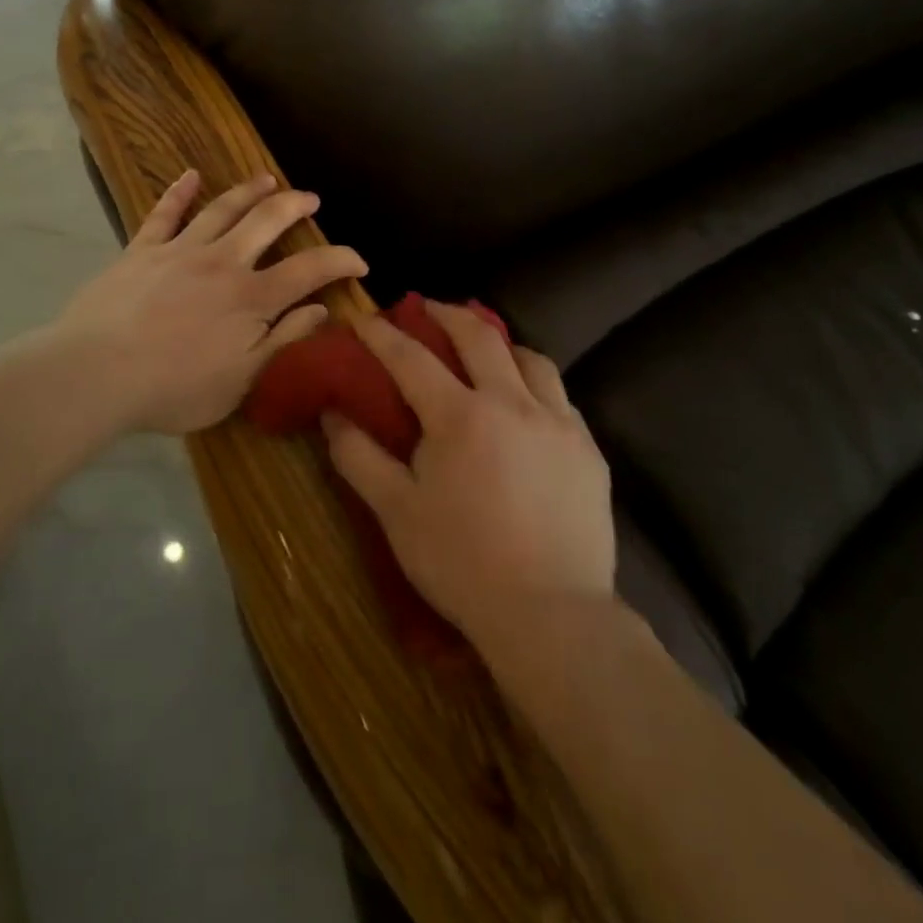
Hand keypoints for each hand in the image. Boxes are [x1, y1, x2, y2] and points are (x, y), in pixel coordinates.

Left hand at [53, 171, 367, 434]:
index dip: (341, 261)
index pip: (309, 270)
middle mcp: (222, 262)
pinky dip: (178, 192)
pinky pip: (163, 213)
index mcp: (252, 298)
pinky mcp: (141, 250)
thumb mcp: (242, 381)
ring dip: (248, 191)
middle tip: (311, 199)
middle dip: (295, 206)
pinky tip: (189, 175)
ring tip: (267, 179)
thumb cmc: (174, 389)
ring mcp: (179, 251)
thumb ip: (284, 341)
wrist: (96, 374)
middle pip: (267, 222)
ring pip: (222, 209)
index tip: (360, 262)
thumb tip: (321, 310)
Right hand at [321, 302, 614, 652]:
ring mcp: (557, 422)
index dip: (382, 335)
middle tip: (428, 308)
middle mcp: (512, 403)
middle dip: (447, 315)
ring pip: (531, 359)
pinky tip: (529, 403)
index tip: (364, 318)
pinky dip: (536, 384)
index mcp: (460, 415)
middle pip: (479, 337)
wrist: (551, 614)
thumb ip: (359, 457)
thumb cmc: (461, 562)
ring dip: (501, 344)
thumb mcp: (395, 512)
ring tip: (487, 350)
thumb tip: (333, 414)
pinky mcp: (588, 449)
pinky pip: (560, 397)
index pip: (411, 358)